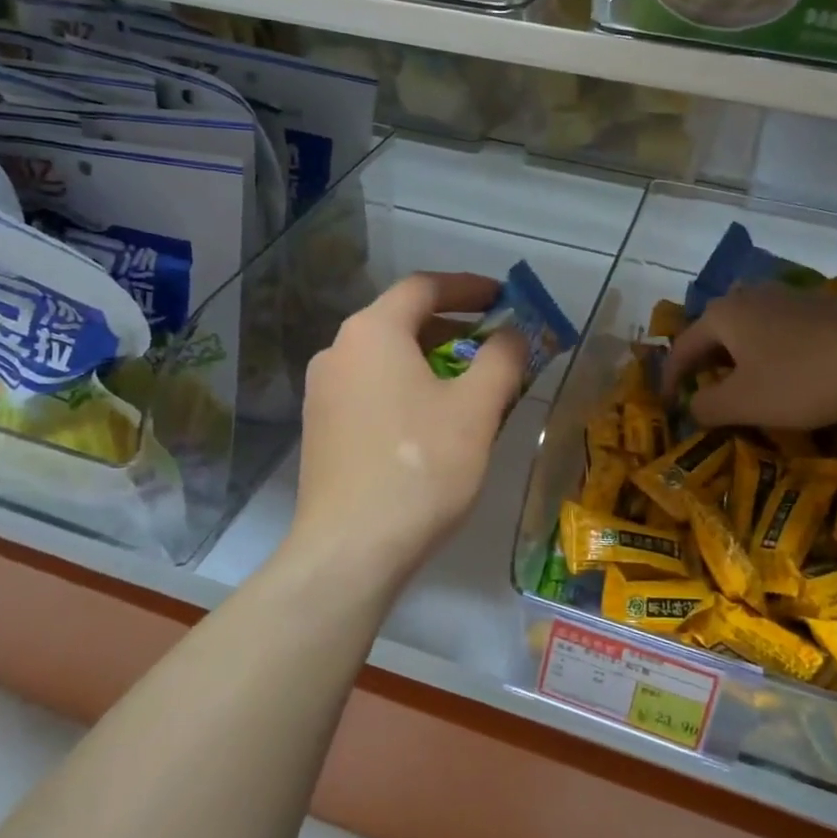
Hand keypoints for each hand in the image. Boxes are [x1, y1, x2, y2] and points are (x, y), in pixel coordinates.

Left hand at [288, 272, 526, 589]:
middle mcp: (338, 350)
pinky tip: (434, 424)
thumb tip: (515, 333)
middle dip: (455, 328)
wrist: (350, 550)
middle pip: (403, 321)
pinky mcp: (321, 428)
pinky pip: (372, 389)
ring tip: (472, 389)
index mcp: (373, 332)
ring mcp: (322, 391)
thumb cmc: (420, 467)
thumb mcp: (476, 408)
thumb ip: (503, 358)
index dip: (470, 287)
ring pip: (387, 358)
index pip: (424, 287)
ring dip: (433, 361)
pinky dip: (408, 389)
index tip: (505, 299)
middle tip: (496, 348)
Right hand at [665, 285, 836, 430]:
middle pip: (715, 329)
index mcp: (724, 315)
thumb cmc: (798, 382)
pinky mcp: (820, 307)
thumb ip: (706, 407)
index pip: (683, 346)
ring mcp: (788, 297)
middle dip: (704, 360)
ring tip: (739, 378)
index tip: (669, 402)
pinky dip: (768, 348)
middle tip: (700, 388)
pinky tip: (783, 367)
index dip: (672, 376)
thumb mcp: (742, 404)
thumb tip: (692, 407)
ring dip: (737, 352)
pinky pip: (779, 327)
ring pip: (749, 325)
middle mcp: (751, 296)